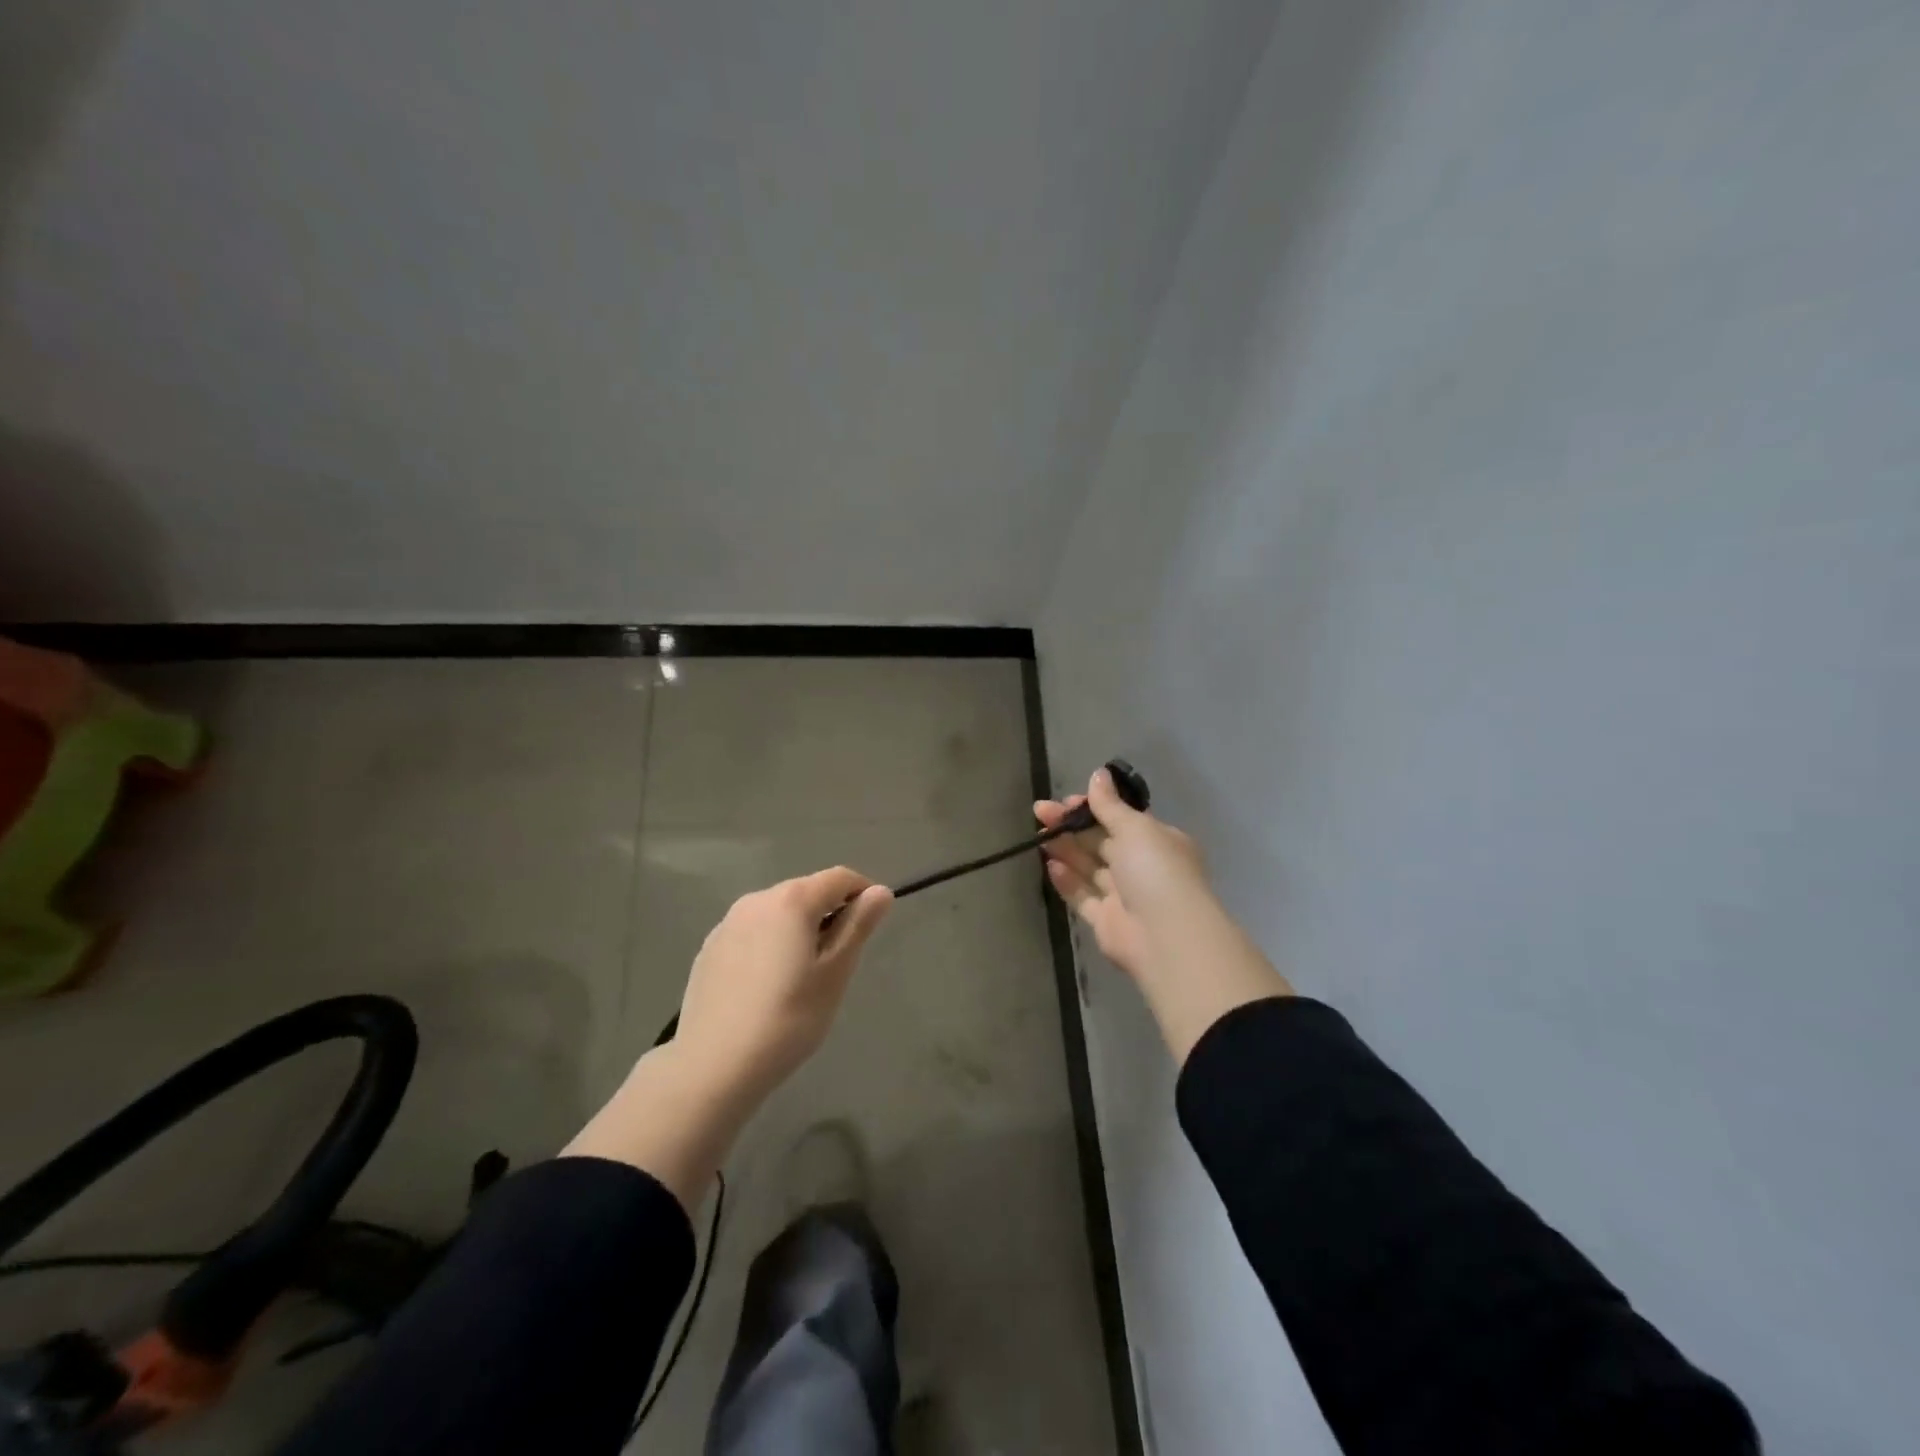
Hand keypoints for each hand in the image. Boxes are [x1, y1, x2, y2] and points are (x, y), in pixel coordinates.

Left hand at [564, 867, 890, 1208]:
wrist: (713, 1066)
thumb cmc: (788, 1018)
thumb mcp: (835, 973)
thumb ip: (858, 926)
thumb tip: (880, 892)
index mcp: (792, 900)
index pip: (839, 877)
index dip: (863, 893)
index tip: (871, 927)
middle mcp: (757, 899)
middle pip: (806, 892)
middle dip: (829, 913)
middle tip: (839, 960)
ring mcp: (727, 924)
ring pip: (777, 913)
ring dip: (798, 929)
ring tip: (802, 976)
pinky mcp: (709, 949)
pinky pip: (752, 933)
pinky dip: (770, 945)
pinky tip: (767, 986)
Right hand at [1037, 767, 1291, 1061]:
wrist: (1165, 935)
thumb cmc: (1155, 870)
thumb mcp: (1135, 827)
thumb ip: (1110, 805)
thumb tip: (1098, 774)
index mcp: (1158, 841)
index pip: (1120, 818)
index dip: (1093, 807)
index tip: (1067, 801)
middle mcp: (1142, 867)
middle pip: (1101, 841)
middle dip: (1072, 826)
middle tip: (1040, 812)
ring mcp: (1124, 896)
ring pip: (1090, 867)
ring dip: (1065, 850)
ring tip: (1039, 835)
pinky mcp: (1106, 921)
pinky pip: (1083, 896)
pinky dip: (1067, 881)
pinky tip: (1049, 865)